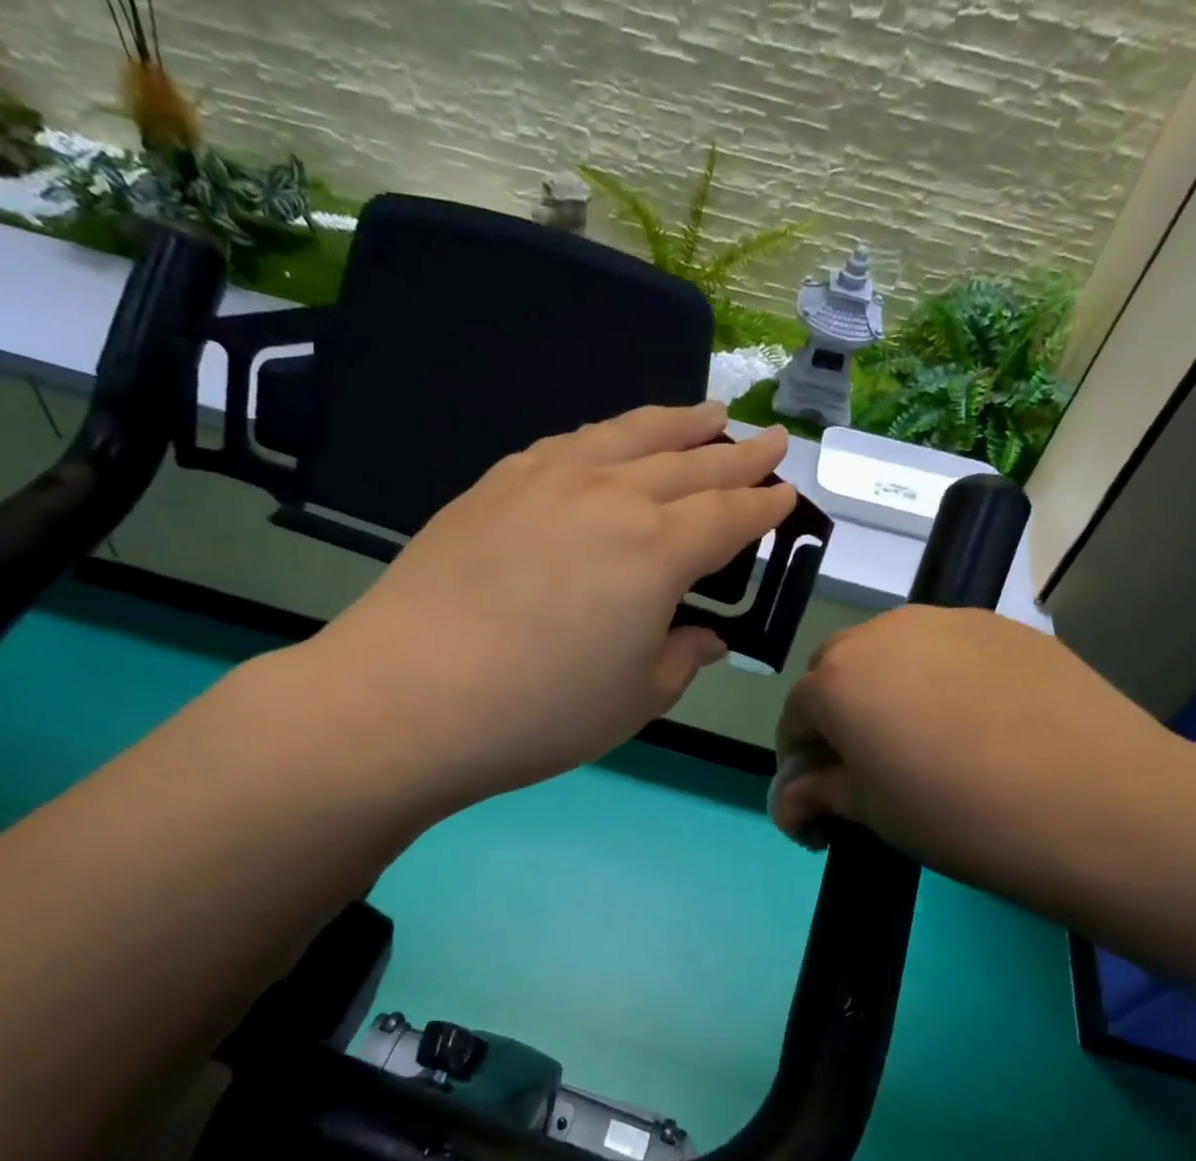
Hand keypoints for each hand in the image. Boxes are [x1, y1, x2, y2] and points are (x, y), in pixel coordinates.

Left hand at [294, 403, 792, 815]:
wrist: (409, 695)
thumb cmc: (539, 713)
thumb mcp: (633, 700)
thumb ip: (680, 659)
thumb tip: (706, 637)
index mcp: (657, 550)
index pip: (728, 516)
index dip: (763, 507)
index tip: (787, 495)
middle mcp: (610, 496)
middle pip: (690, 463)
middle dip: (738, 454)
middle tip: (771, 439)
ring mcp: (547, 480)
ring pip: (629, 435)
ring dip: (677, 423)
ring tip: (708, 413)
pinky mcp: (495, 484)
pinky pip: (568, 443)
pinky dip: (606, 436)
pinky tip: (610, 442)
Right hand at [771, 606, 1193, 911]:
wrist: (1096, 802)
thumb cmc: (959, 816)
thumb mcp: (872, 815)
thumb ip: (819, 794)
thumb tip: (792, 799)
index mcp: (836, 679)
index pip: (795, 716)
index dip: (801, 761)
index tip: (821, 801)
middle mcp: (882, 633)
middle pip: (837, 672)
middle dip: (839, 716)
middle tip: (871, 768)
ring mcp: (947, 620)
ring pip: (892, 653)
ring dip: (888, 691)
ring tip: (929, 742)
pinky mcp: (1003, 626)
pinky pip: (947, 649)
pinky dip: (941, 679)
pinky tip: (979, 723)